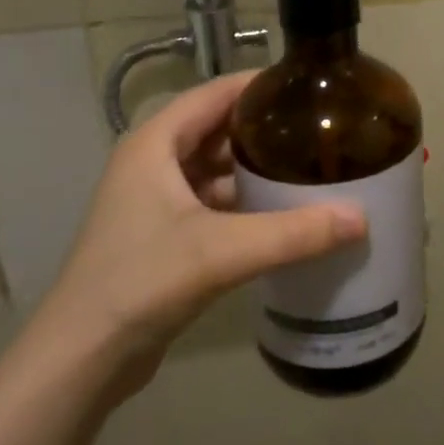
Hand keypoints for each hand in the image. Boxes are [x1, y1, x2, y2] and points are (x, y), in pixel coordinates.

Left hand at [31, 71, 365, 399]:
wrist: (81, 359)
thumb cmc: (141, 282)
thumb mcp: (221, 251)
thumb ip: (293, 233)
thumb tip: (362, 218)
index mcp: (156, 143)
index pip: (216, 93)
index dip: (261, 86)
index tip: (310, 87)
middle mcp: (153, 161)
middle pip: (219, 129)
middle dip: (266, 130)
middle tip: (321, 131)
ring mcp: (155, 200)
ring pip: (217, 168)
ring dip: (256, 170)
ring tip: (310, 169)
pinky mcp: (163, 234)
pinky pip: (213, 202)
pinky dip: (245, 203)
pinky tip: (282, 215)